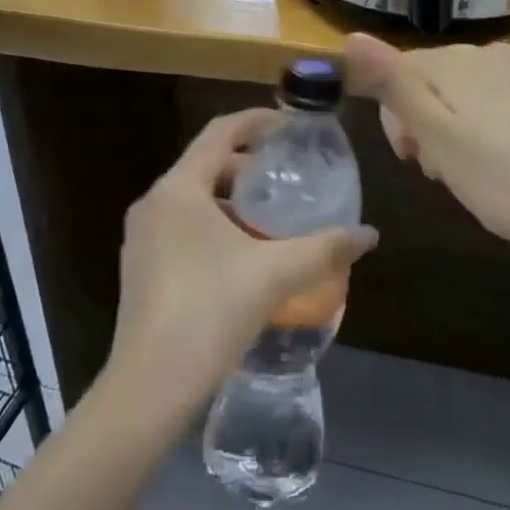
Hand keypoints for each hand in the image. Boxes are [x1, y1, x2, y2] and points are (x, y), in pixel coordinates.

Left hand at [105, 109, 377, 423]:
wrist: (148, 389)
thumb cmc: (209, 313)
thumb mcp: (273, 275)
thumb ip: (323, 249)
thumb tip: (369, 234)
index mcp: (178, 189)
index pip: (220, 131)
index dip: (257, 121)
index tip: (290, 125)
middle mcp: (153, 203)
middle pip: (206, 164)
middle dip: (248, 165)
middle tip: (288, 176)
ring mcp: (142, 237)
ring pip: (193, 199)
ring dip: (232, 199)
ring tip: (272, 217)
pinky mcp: (140, 268)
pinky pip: (181, 227)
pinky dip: (214, 225)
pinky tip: (243, 255)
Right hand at [343, 34, 509, 266]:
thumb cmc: (503, 179)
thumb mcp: (435, 135)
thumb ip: (392, 83)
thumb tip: (351, 38)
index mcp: (457, 61)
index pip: (400, 71)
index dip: (396, 117)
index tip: (412, 160)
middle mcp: (494, 54)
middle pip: (437, 81)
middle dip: (428, 123)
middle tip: (443, 174)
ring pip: (474, 94)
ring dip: (461, 128)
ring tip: (477, 175)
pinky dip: (499, 129)